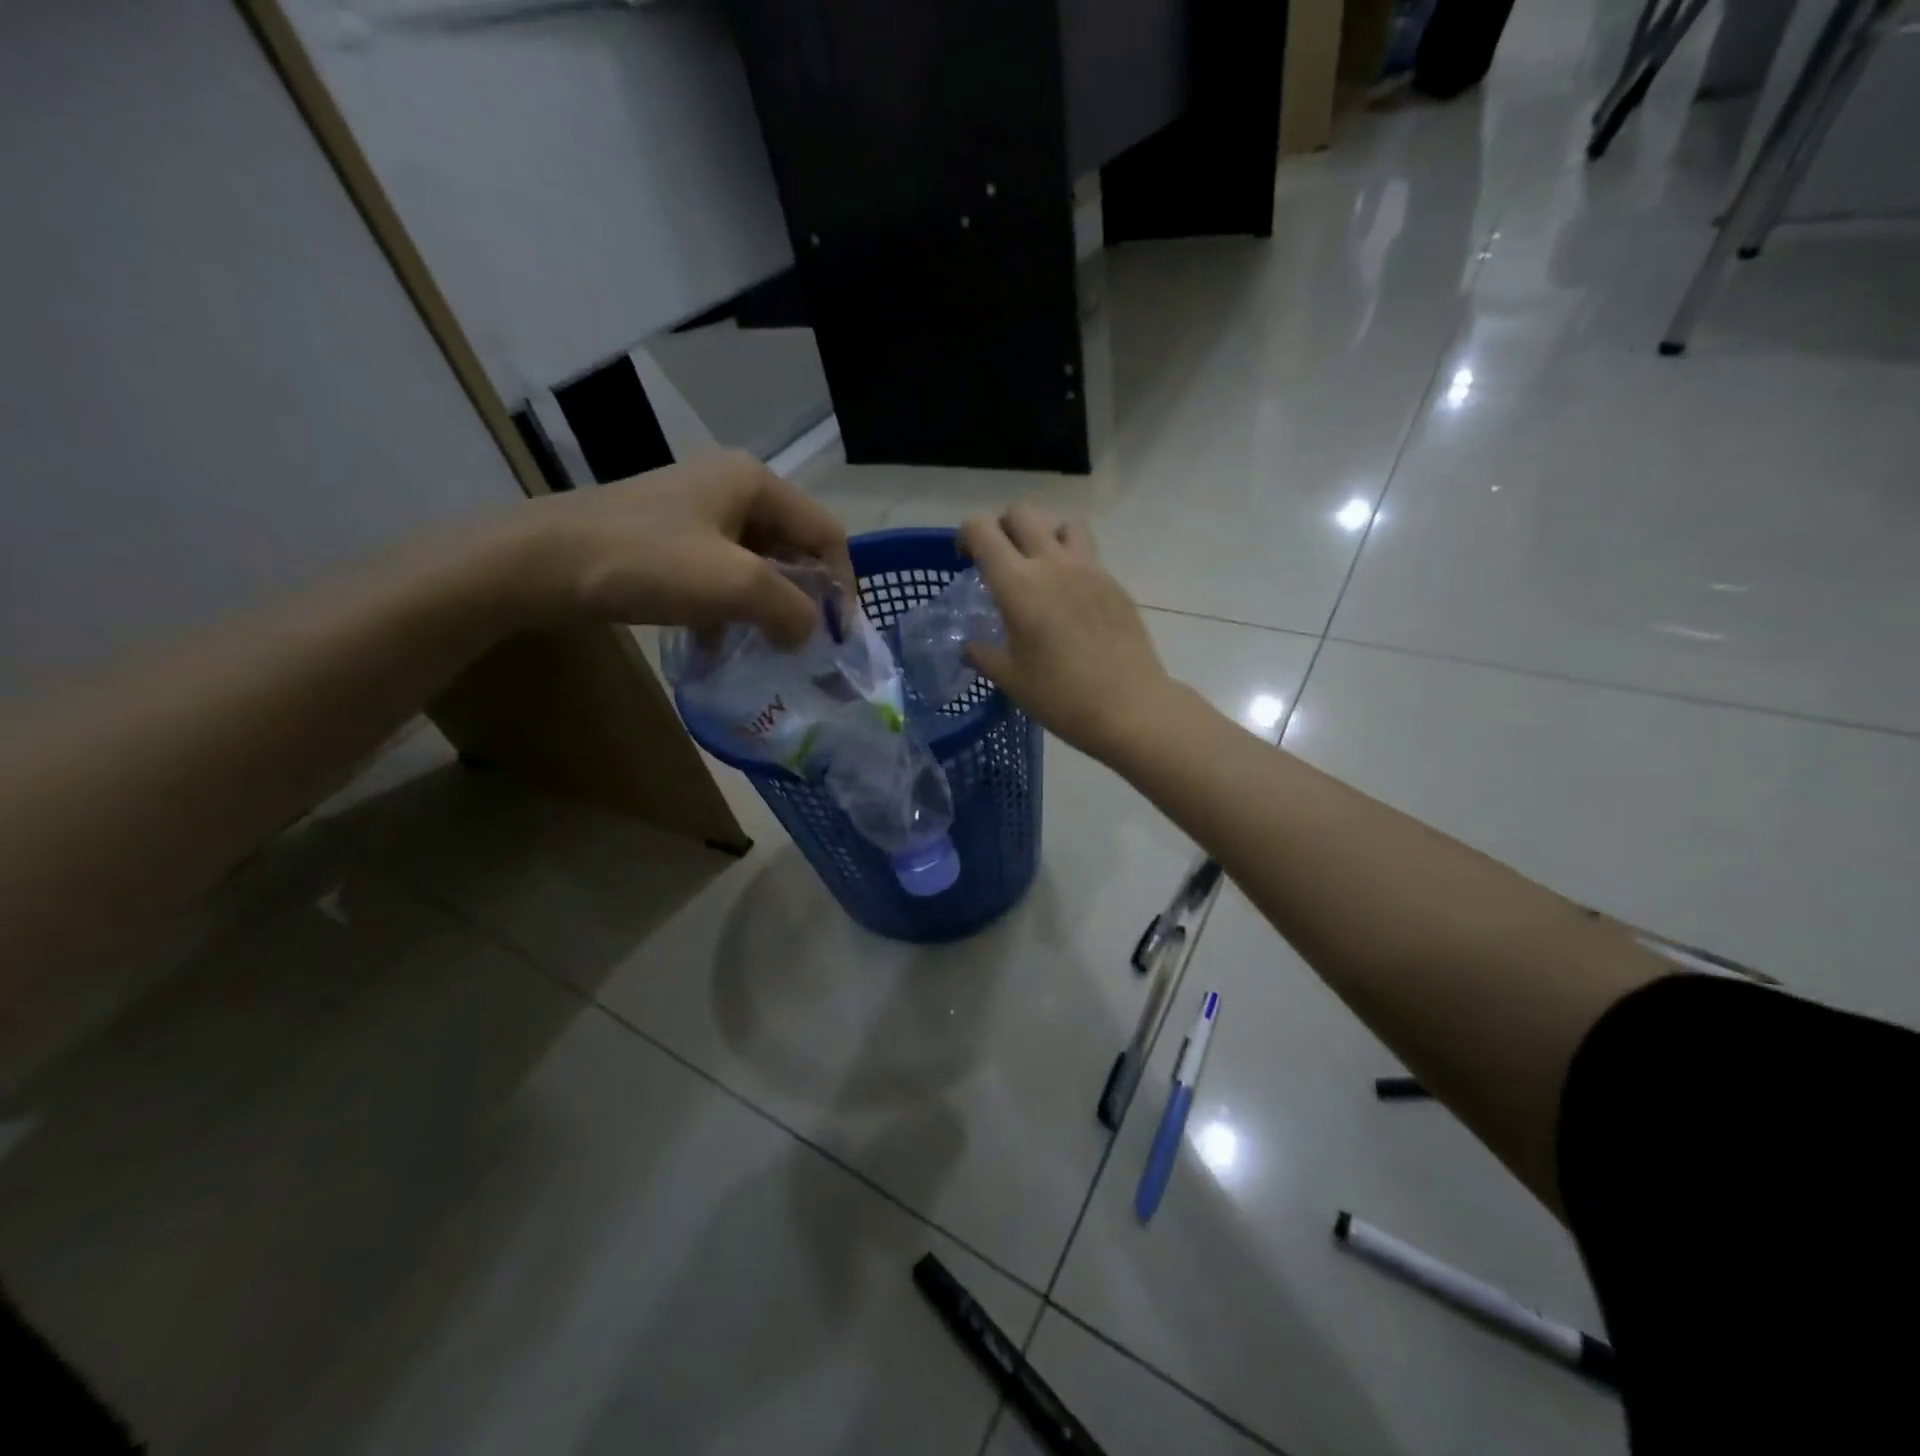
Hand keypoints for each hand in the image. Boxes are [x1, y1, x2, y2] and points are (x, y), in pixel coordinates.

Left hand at [519, 451, 852, 646]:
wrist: (541, 563)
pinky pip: (720, 574)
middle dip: (804, 600)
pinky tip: (721, 645)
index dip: (842, 586)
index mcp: (755, 482)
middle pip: (793, 548)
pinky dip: (730, 609)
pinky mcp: (670, 538)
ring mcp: (697, 511)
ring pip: (757, 565)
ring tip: (767, 651)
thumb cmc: (648, 563)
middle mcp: (732, 487)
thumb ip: (793, 609)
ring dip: (767, 609)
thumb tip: (811, 633)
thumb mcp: (736, 585)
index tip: (839, 637)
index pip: (826, 534)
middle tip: (807, 647)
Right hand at [959, 503, 1173, 760]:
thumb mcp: (1010, 679)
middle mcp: (1052, 564)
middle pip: (1022, 513)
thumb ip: (983, 655)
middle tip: (1001, 562)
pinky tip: (1072, 602)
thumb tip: (969, 648)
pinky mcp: (1114, 583)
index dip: (966, 537)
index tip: (967, 563)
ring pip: (1063, 525)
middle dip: (1003, 527)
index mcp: (1018, 584)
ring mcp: (1089, 569)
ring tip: (1042, 570)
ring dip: (1045, 536)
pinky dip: (1073, 564)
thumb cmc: (1060, 696)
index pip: (981, 529)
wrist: (1128, 706)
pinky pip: (1089, 555)